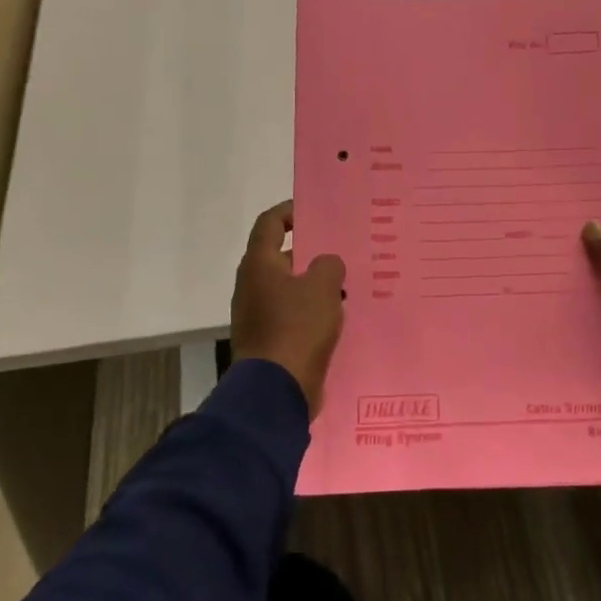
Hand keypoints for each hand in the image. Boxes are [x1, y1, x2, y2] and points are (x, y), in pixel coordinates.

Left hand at [231, 201, 344, 414]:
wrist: (276, 389)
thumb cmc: (297, 328)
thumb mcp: (323, 287)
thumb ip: (329, 264)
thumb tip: (326, 264)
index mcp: (260, 265)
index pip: (270, 224)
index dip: (290, 211)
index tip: (314, 210)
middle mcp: (253, 285)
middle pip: (282, 257)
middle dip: (312, 252)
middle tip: (343, 250)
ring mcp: (258, 315)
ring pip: (290, 288)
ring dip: (315, 284)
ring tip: (348, 284)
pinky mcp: (269, 340)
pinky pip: (293, 315)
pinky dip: (312, 311)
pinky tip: (338, 316)